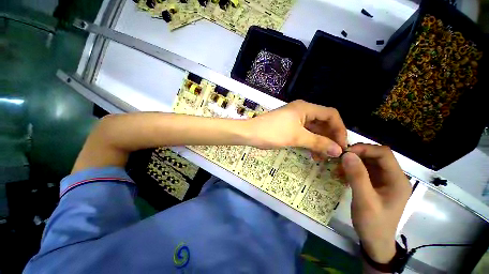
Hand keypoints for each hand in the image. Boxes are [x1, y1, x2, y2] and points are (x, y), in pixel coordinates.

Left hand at [245, 100, 346, 157]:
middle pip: (323, 123)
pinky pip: (304, 133)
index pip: (331, 115)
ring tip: (321, 158)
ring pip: (313, 130)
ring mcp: (294, 119)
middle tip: (331, 154)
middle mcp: (302, 111)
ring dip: (319, 142)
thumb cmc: (272, 132)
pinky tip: (311, 153)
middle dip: (328, 138)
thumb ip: (318, 143)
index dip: (339, 129)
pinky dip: (309, 142)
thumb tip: (338, 151)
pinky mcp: (289, 126)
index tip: (341, 145)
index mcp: (305, 108)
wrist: (250, 133)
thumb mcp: (296, 137)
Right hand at [341, 144, 410, 262]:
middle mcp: (393, 177)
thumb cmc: (373, 223)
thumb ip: (357, 176)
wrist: (375, 241)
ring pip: (369, 162)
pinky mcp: (376, 184)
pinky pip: (364, 170)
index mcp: (397, 180)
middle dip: (357, 154)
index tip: (345, 153)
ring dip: (353, 161)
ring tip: (338, 166)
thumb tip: (347, 154)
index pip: (384, 153)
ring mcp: (385, 180)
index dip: (364, 149)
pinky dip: (352, 169)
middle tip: (338, 159)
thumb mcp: (365, 201)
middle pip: (376, 156)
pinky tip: (341, 174)